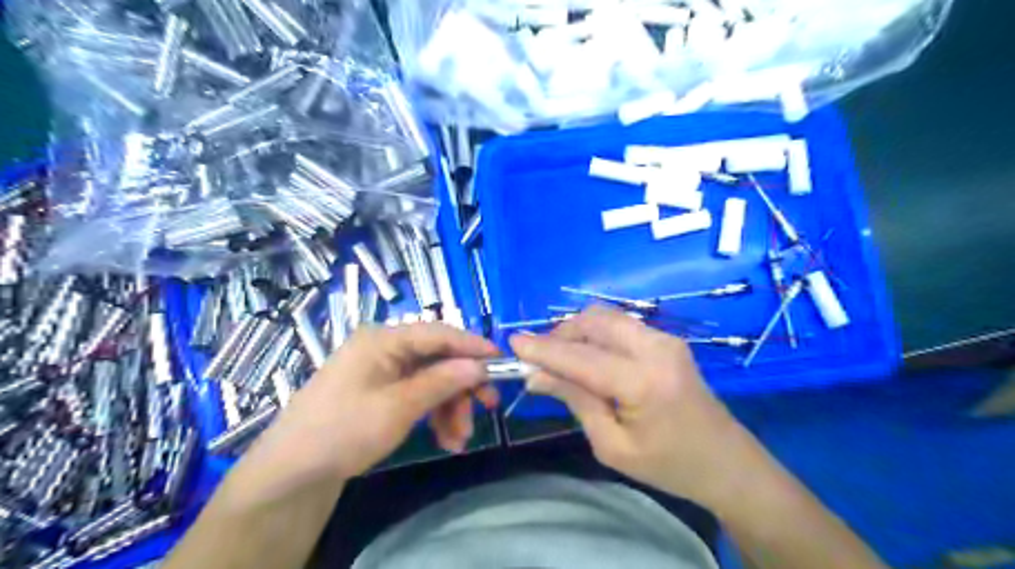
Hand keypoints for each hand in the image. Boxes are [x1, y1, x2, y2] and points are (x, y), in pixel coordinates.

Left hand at [233, 324, 496, 497]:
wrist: (292, 472)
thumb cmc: (344, 430)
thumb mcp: (399, 406)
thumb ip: (442, 381)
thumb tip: (480, 365)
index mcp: (383, 339)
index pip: (438, 332)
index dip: (472, 345)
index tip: (501, 361)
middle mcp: (384, 348)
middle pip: (437, 358)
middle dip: (461, 386)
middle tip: (487, 407)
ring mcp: (382, 371)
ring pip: (431, 380)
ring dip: (450, 407)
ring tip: (459, 439)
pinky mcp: (381, 391)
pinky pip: (417, 395)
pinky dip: (434, 414)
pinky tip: (445, 439)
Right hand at [517, 307, 759, 505]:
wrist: (727, 462)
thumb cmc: (669, 465)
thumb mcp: (612, 446)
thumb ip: (575, 401)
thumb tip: (537, 376)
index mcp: (643, 381)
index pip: (581, 357)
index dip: (543, 349)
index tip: (513, 343)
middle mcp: (655, 347)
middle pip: (594, 321)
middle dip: (560, 334)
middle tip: (541, 359)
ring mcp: (665, 338)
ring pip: (606, 317)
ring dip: (577, 331)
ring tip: (561, 360)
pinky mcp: (667, 339)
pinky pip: (620, 325)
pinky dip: (596, 334)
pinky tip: (589, 357)